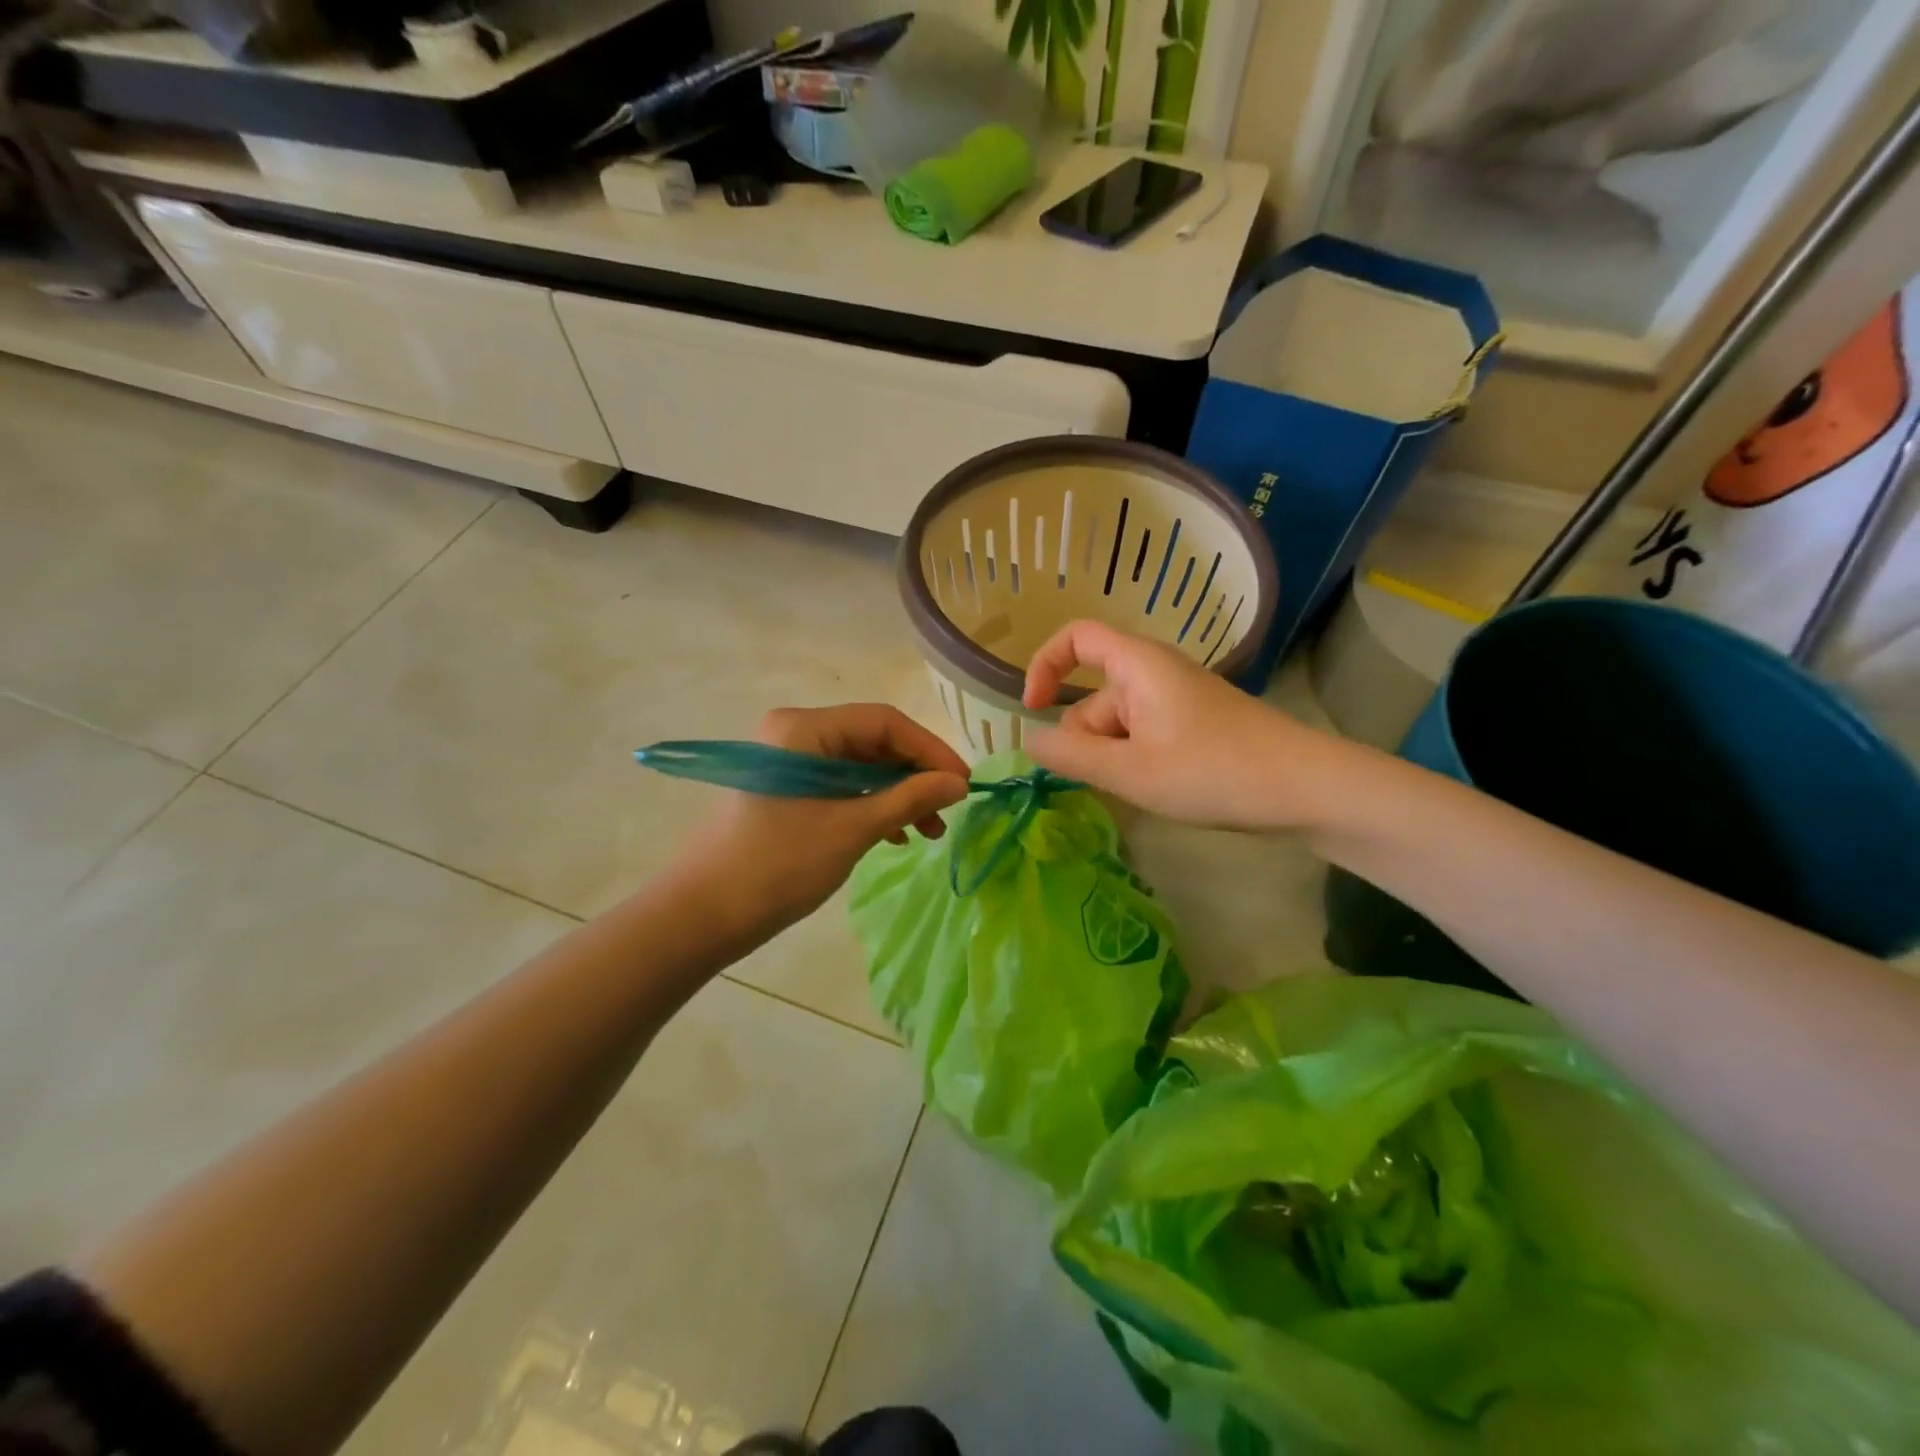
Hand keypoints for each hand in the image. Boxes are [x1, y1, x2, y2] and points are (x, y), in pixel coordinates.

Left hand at [675, 704, 969, 941]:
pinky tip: (895, 835)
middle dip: (915, 776)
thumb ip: (909, 799)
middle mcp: (796, 733)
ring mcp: (790, 761)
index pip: (884, 722)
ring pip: (861, 767)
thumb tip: (959, 782)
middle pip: (873, 742)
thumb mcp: (852, 828)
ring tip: (929, 833)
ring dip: (898, 795)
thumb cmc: (778, 865)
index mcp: (804, 728)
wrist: (702, 916)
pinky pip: (842, 786)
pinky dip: (873, 806)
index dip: (930, 750)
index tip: (964, 784)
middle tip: (948, 811)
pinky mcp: (788, 789)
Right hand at [1021, 620, 1331, 829]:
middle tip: (1111, 780)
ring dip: (1114, 757)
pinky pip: (1143, 735)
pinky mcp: (1194, 724)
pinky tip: (1159, 789)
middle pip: (1094, 696)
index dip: (1044, 665)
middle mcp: (1155, 672)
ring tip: (1143, 790)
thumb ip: (1070, 754)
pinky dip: (1136, 760)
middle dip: (1086, 739)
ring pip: (1119, 723)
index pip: (1076, 637)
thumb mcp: (1129, 770)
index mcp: (1138, 664)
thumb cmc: (1212, 771)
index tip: (1034, 710)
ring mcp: (1177, 699)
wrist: (1305, 788)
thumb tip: (1029, 739)